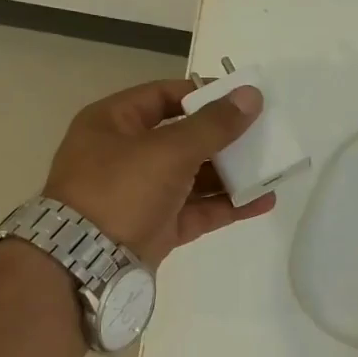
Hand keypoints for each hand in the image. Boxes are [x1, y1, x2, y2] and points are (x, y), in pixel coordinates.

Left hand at [43, 79, 275, 264]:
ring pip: (193, 177)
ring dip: (231, 174)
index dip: (202, 94)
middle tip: (263, 134)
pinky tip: (262, 201)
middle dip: (224, 138)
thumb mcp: (168, 150)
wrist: (86, 263)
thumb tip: (251, 95)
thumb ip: (213, 124)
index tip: (240, 98)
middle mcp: (125, 155)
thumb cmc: (120, 189)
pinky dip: (227, 205)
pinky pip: (197, 210)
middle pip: (183, 138)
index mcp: (113, 123)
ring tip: (271, 168)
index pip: (162, 96)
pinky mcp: (157, 227)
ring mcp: (141, 194)